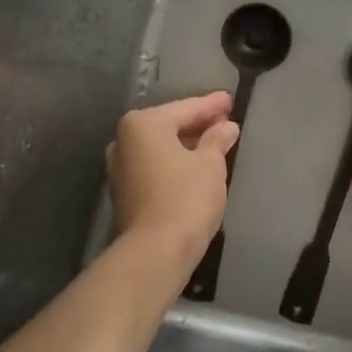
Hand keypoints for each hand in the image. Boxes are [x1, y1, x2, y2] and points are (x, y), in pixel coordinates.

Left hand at [107, 92, 240, 270]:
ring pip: (160, 147)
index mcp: (144, 124)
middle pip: (169, 125)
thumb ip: (217, 140)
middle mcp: (124, 140)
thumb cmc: (186, 197)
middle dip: (198, 123)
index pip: (186, 108)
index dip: (212, 105)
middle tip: (225, 120)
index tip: (231, 100)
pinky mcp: (124, 191)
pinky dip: (174, 161)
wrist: (156, 251)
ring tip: (214, 143)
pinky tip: (194, 165)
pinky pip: (154, 165)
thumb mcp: (210, 164)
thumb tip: (226, 127)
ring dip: (186, 144)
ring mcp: (120, 167)